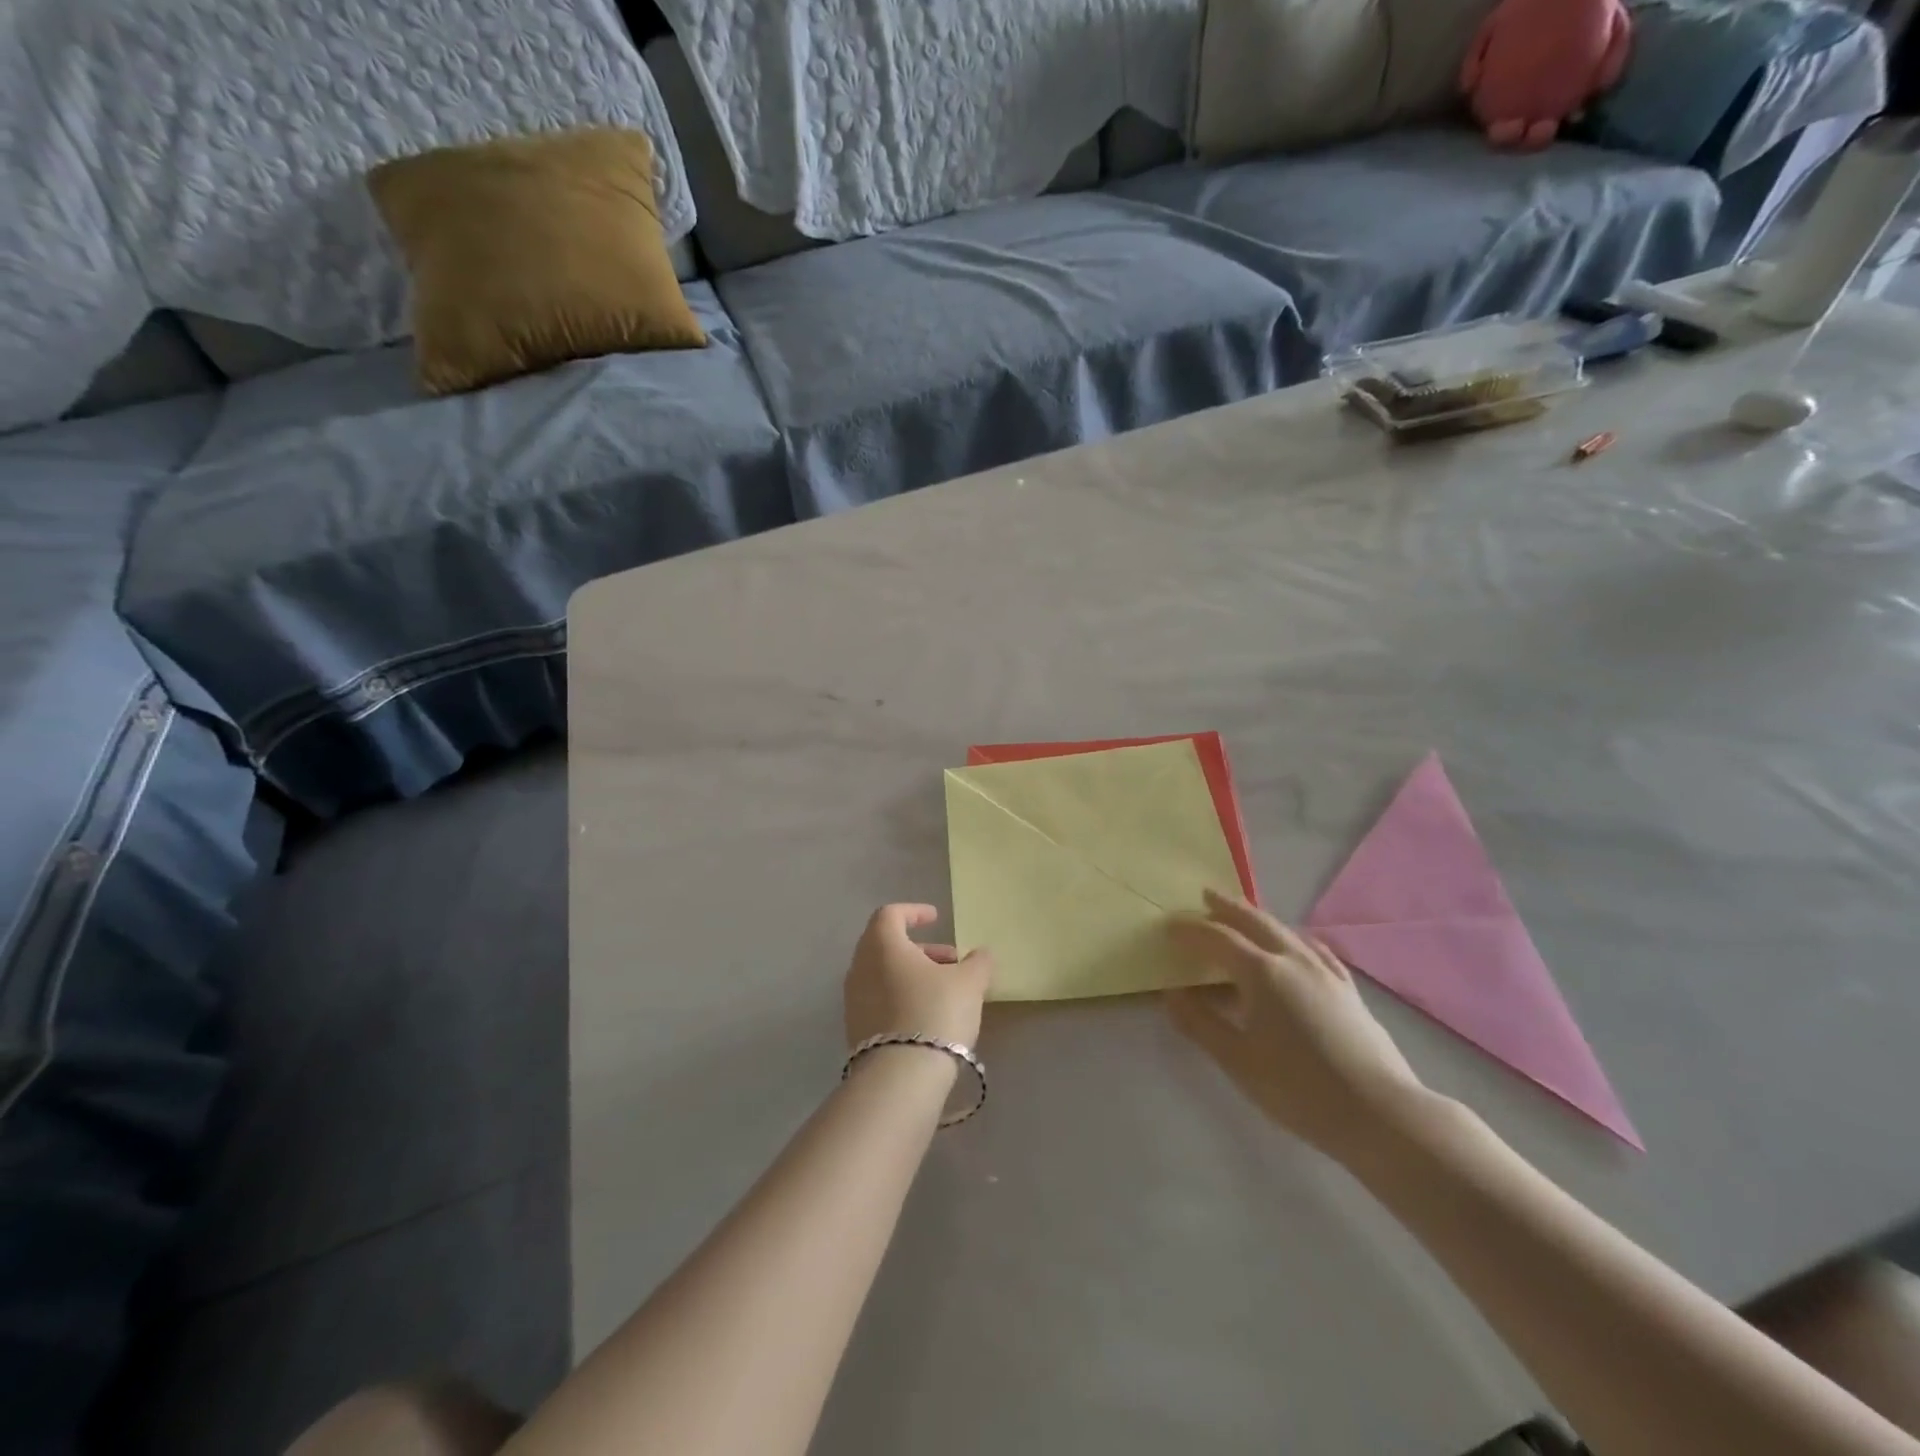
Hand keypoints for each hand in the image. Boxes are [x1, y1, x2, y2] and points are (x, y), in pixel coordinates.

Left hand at [844, 904, 992, 1050]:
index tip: (936, 918)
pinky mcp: (856, 1029)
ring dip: (913, 975)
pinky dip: (901, 996)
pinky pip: (879, 1000)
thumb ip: (978, 962)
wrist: (900, 1077)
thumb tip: (982, 954)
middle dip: (921, 948)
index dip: (914, 912)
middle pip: (887, 945)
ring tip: (947, 990)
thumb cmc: (935, 1013)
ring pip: (883, 974)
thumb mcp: (969, 984)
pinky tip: (928, 1016)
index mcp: (882, 945)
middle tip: (951, 960)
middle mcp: (860, 966)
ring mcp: (854, 1000)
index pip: (890, 914)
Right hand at [1168, 890, 1425, 1162]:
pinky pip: (1315, 949)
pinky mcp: (1348, 990)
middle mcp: (1293, 960)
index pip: (1218, 939)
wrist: (1381, 1114)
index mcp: (1262, 973)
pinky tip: (1298, 943)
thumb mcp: (1237, 1061)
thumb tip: (1172, 995)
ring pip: (1286, 931)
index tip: (1169, 925)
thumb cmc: (1299, 1089)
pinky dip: (1294, 937)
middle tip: (1206, 895)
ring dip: (1259, 918)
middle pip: (1255, 922)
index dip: (1191, 930)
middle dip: (1227, 907)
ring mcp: (1325, 973)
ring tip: (1243, 915)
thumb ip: (1200, 1023)